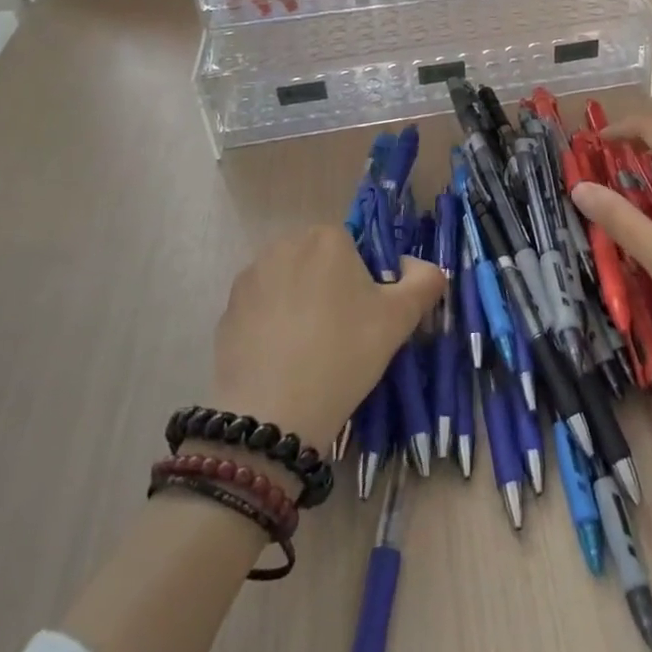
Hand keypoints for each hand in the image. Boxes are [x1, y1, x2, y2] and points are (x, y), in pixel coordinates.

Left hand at [211, 225, 443, 452]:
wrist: (272, 413)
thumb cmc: (344, 353)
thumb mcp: (401, 318)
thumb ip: (425, 280)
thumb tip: (418, 266)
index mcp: (327, 237)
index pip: (354, 250)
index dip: (365, 283)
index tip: (367, 319)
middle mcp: (284, 245)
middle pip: (319, 263)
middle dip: (331, 290)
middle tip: (343, 336)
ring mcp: (249, 278)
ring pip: (289, 284)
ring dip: (300, 305)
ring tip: (311, 351)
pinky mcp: (226, 311)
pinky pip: (262, 310)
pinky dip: (273, 327)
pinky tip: (283, 361)